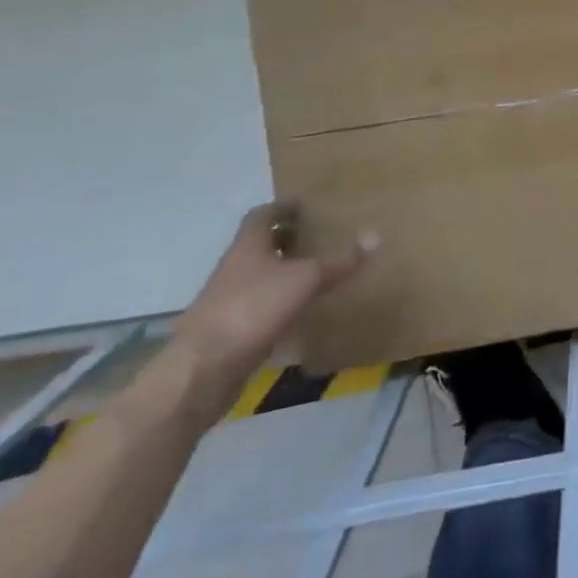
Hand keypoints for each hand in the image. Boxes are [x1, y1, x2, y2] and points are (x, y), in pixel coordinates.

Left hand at [166, 203, 376, 425]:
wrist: (201, 371)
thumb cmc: (252, 308)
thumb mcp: (305, 280)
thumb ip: (339, 262)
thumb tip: (376, 237)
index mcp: (248, 246)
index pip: (262, 215)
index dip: (283, 207)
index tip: (305, 205)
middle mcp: (234, 268)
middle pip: (259, 245)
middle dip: (285, 238)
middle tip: (316, 234)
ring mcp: (227, 301)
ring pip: (257, 276)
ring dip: (280, 271)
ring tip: (313, 270)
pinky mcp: (228, 331)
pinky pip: (257, 306)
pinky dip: (276, 302)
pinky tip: (297, 310)